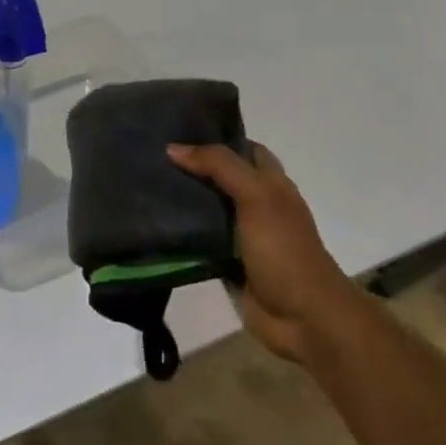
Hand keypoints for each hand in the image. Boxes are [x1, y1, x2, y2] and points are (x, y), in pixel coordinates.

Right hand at [166, 142, 358, 363]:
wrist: (304, 317)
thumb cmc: (284, 249)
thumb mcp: (256, 196)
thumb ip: (219, 166)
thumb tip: (173, 148)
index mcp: (271, 184)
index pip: (243, 148)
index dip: (216, 136)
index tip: (177, 127)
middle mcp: (257, 205)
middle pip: (220, 177)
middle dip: (191, 167)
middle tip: (150, 155)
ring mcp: (242, 236)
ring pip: (206, 208)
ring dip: (181, 200)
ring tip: (142, 184)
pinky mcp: (227, 263)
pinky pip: (198, 241)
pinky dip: (179, 233)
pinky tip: (152, 223)